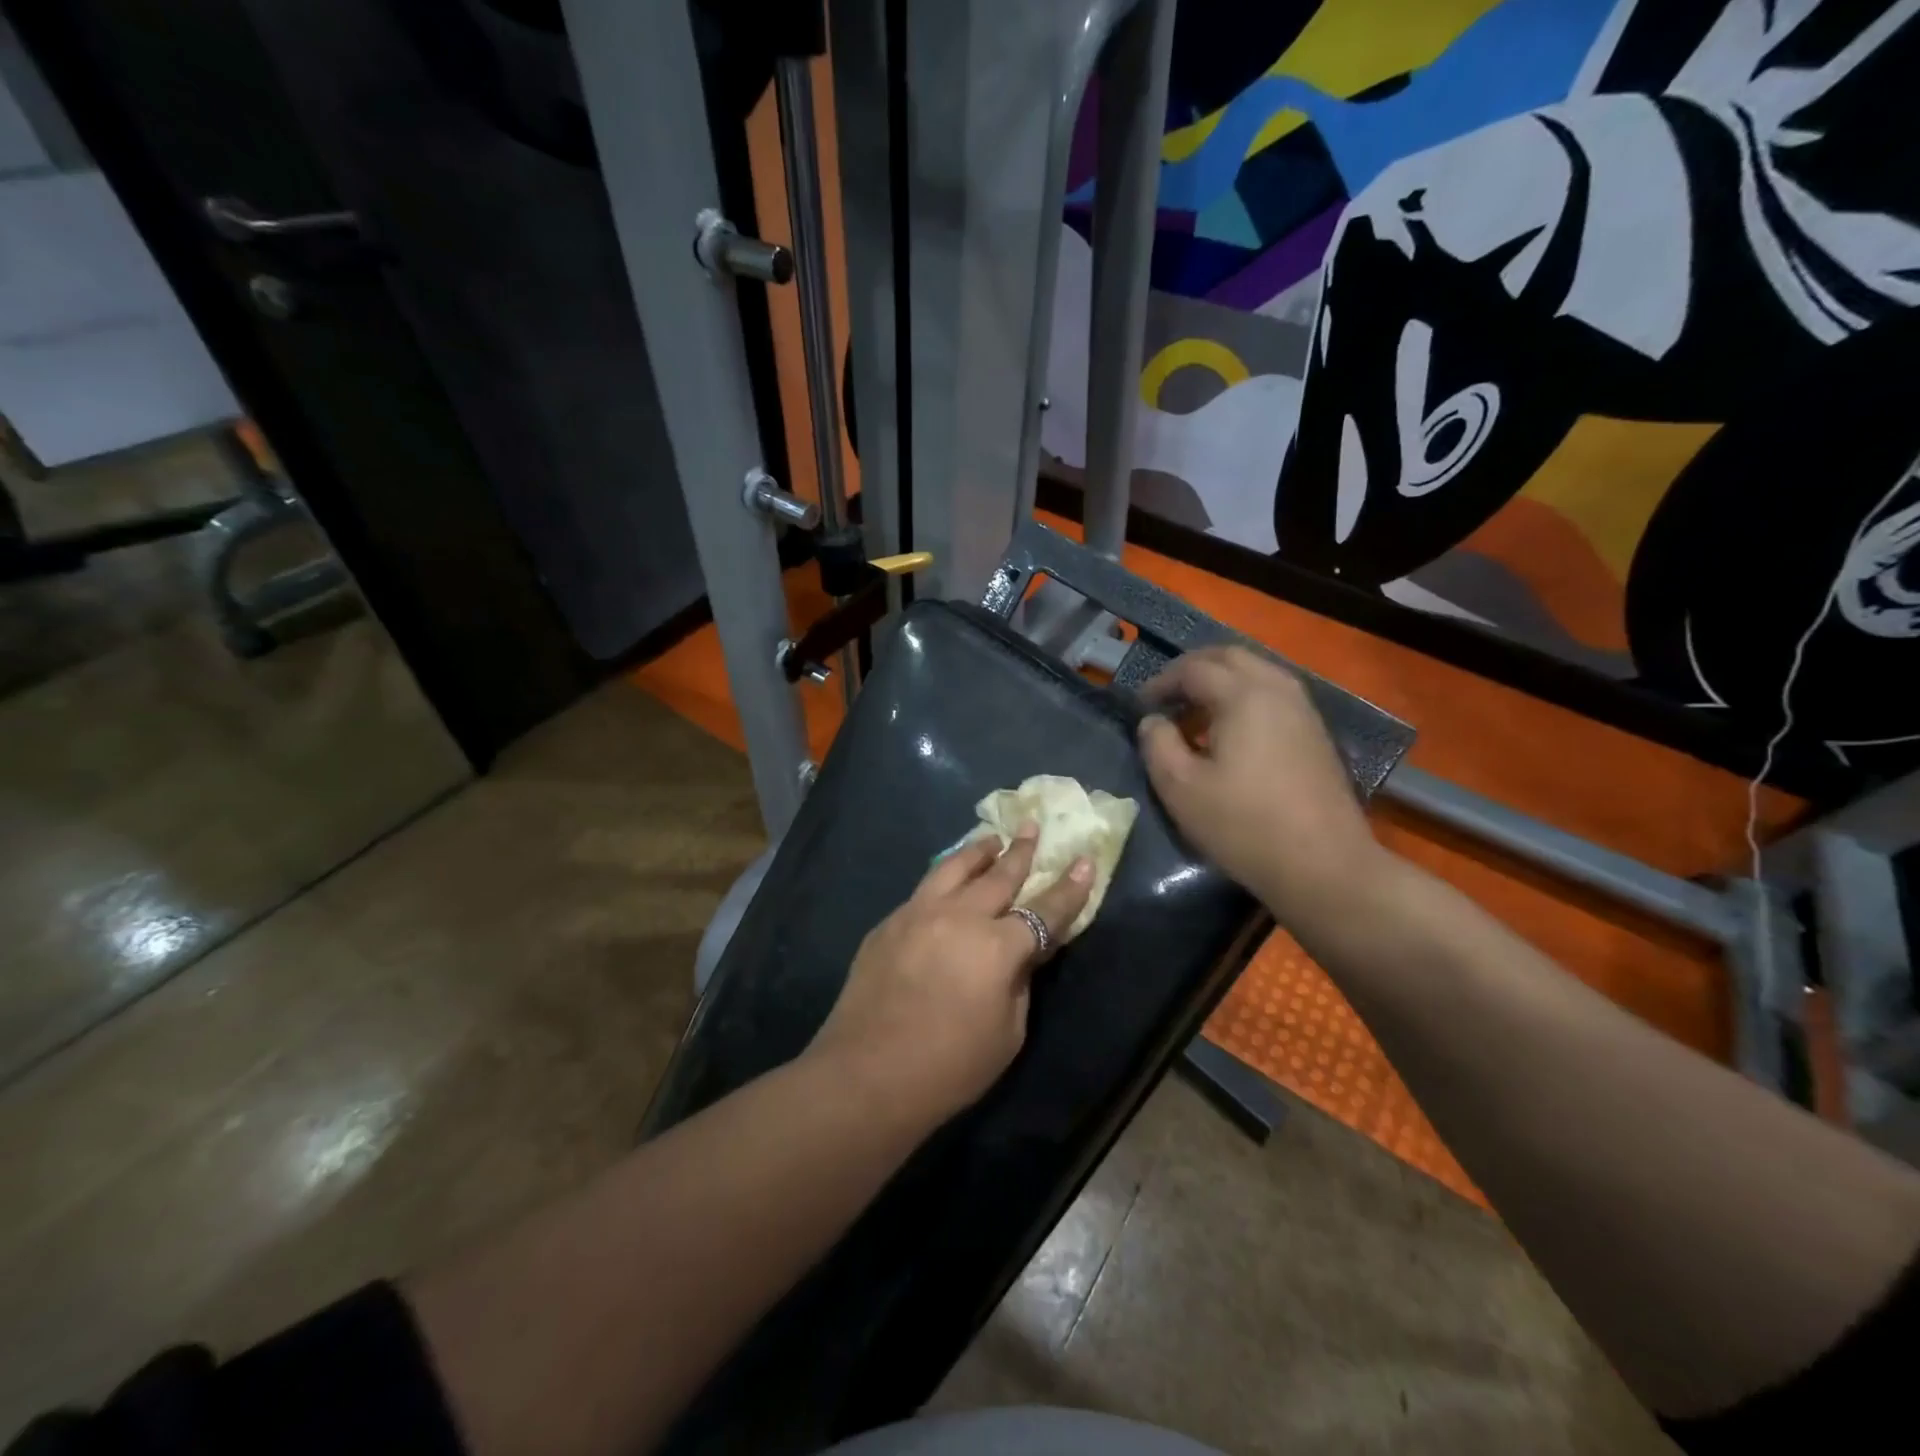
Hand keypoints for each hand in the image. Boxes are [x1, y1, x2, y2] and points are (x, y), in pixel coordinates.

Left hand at [808, 825, 1092, 1128]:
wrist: (866, 1075)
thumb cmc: (949, 1067)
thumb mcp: (1007, 1033)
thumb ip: (1020, 981)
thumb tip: (1023, 951)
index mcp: (997, 946)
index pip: (1044, 910)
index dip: (1069, 887)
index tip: (1084, 860)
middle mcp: (959, 916)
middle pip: (999, 875)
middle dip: (1021, 850)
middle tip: (1032, 826)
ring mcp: (918, 913)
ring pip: (954, 868)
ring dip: (978, 851)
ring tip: (992, 839)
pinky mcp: (889, 923)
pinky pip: (923, 890)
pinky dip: (944, 878)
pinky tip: (946, 882)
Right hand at [1137, 645, 1380, 922]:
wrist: (1323, 866)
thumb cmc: (1243, 825)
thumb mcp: (1180, 788)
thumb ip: (1157, 744)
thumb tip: (1152, 721)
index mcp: (1243, 695)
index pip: (1194, 668)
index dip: (1161, 682)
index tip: (1140, 706)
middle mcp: (1277, 690)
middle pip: (1230, 657)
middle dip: (1192, 670)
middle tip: (1166, 697)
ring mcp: (1303, 711)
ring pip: (1256, 673)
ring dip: (1221, 683)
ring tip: (1195, 715)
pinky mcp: (1315, 734)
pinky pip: (1273, 696)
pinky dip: (1244, 699)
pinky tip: (1230, 735)